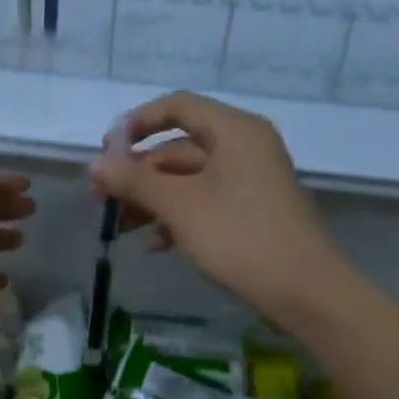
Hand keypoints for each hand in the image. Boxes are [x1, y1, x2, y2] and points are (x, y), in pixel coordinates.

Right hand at [89, 92, 343, 325]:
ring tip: (123, 229)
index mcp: (234, 131)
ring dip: (153, 200)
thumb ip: (135, 181)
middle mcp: (244, 147)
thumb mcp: (180, 207)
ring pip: (189, 179)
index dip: (137, 123)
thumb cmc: (239, 237)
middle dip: (139, 174)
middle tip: (103, 201)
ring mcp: (251, 180)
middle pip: (179, 148)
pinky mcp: (253, 211)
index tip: (106, 151)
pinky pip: (206, 201)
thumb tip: (94, 164)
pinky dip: (179, 217)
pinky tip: (157, 245)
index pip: (178, 107)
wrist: (304, 291)